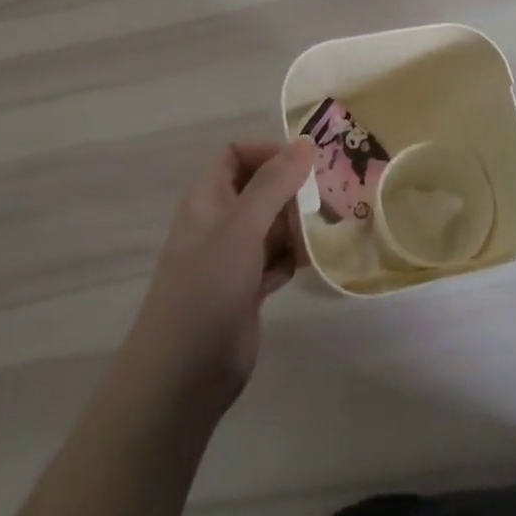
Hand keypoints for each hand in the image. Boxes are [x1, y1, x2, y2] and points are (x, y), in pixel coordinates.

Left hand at [123, 140, 312, 416]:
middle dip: (293, 190)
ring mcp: (233, 257)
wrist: (184, 372)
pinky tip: (316, 262)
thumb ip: (274, 183)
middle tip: (331, 197)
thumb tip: (306, 143)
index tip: (306, 164)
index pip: (237, 155)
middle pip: (261, 188)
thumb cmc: (208, 286)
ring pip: (273, 225)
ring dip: (299, 225)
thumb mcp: (242, 226)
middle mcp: (220, 221)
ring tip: (331, 227)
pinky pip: (277, 259)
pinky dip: (294, 258)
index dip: (269, 152)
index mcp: (208, 198)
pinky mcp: (248, 288)